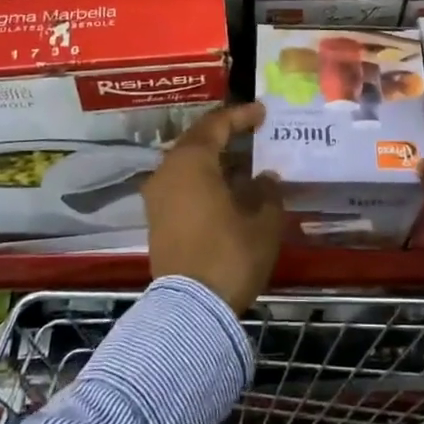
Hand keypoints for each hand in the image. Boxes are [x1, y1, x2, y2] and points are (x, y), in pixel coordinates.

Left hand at [143, 102, 284, 312]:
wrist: (190, 310)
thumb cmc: (230, 255)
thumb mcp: (262, 222)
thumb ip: (266, 192)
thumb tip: (265, 178)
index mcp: (192, 161)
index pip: (216, 124)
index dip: (241, 115)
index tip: (262, 112)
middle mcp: (167, 171)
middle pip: (196, 140)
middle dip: (224, 134)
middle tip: (251, 130)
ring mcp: (157, 197)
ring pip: (187, 164)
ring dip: (214, 159)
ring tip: (242, 161)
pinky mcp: (156, 219)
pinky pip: (181, 184)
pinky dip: (203, 178)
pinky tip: (226, 188)